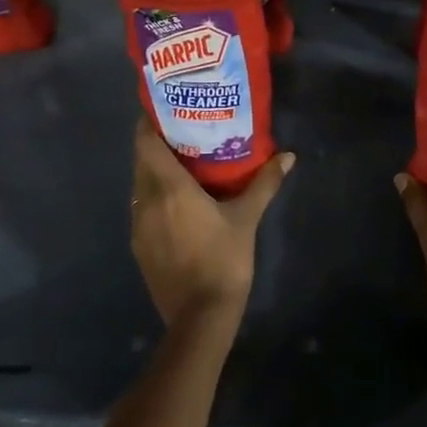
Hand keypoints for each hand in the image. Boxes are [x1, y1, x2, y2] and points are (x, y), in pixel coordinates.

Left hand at [130, 121, 294, 335]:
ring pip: (140, 186)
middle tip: (181, 132)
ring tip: (181, 164)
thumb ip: (264, 183)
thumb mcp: (247, 218)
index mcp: (169, 189)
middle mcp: (146, 202)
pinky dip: (154, 197)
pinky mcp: (139, 247)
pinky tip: (176, 204)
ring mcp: (138, 227)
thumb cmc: (224, 260)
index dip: (149, 123)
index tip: (163, 109)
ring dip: (154, 172)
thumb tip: (288, 156)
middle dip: (156, 145)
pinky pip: (142, 209)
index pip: (145, 143)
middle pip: (141, 162)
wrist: (200, 317)